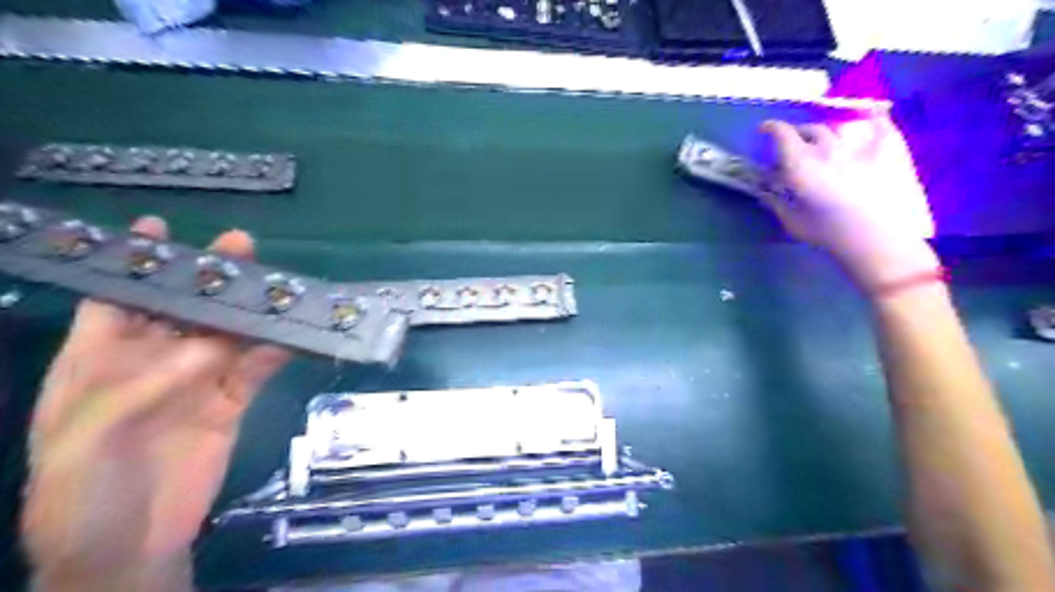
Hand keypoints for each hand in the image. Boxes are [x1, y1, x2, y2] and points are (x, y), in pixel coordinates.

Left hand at [20, 217, 287, 591]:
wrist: (130, 544)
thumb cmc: (83, 491)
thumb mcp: (94, 433)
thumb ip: (152, 382)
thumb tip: (216, 345)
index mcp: (97, 363)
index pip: (117, 302)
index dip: (136, 265)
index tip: (159, 229)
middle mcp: (150, 364)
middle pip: (185, 310)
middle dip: (210, 278)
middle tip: (241, 246)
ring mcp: (195, 383)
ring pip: (227, 336)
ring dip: (251, 311)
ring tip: (278, 285)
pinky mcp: (230, 403)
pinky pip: (255, 370)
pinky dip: (275, 352)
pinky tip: (293, 335)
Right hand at [758, 112, 939, 293]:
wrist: (876, 238)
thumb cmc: (827, 233)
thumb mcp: (792, 222)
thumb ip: (775, 203)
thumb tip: (762, 191)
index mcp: (799, 164)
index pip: (782, 134)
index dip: (771, 127)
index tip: (765, 129)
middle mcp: (825, 148)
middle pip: (809, 129)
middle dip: (798, 133)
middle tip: (795, 143)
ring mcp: (858, 145)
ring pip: (838, 127)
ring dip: (827, 131)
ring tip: (827, 140)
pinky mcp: (888, 147)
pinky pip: (880, 122)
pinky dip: (872, 118)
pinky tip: (872, 116)